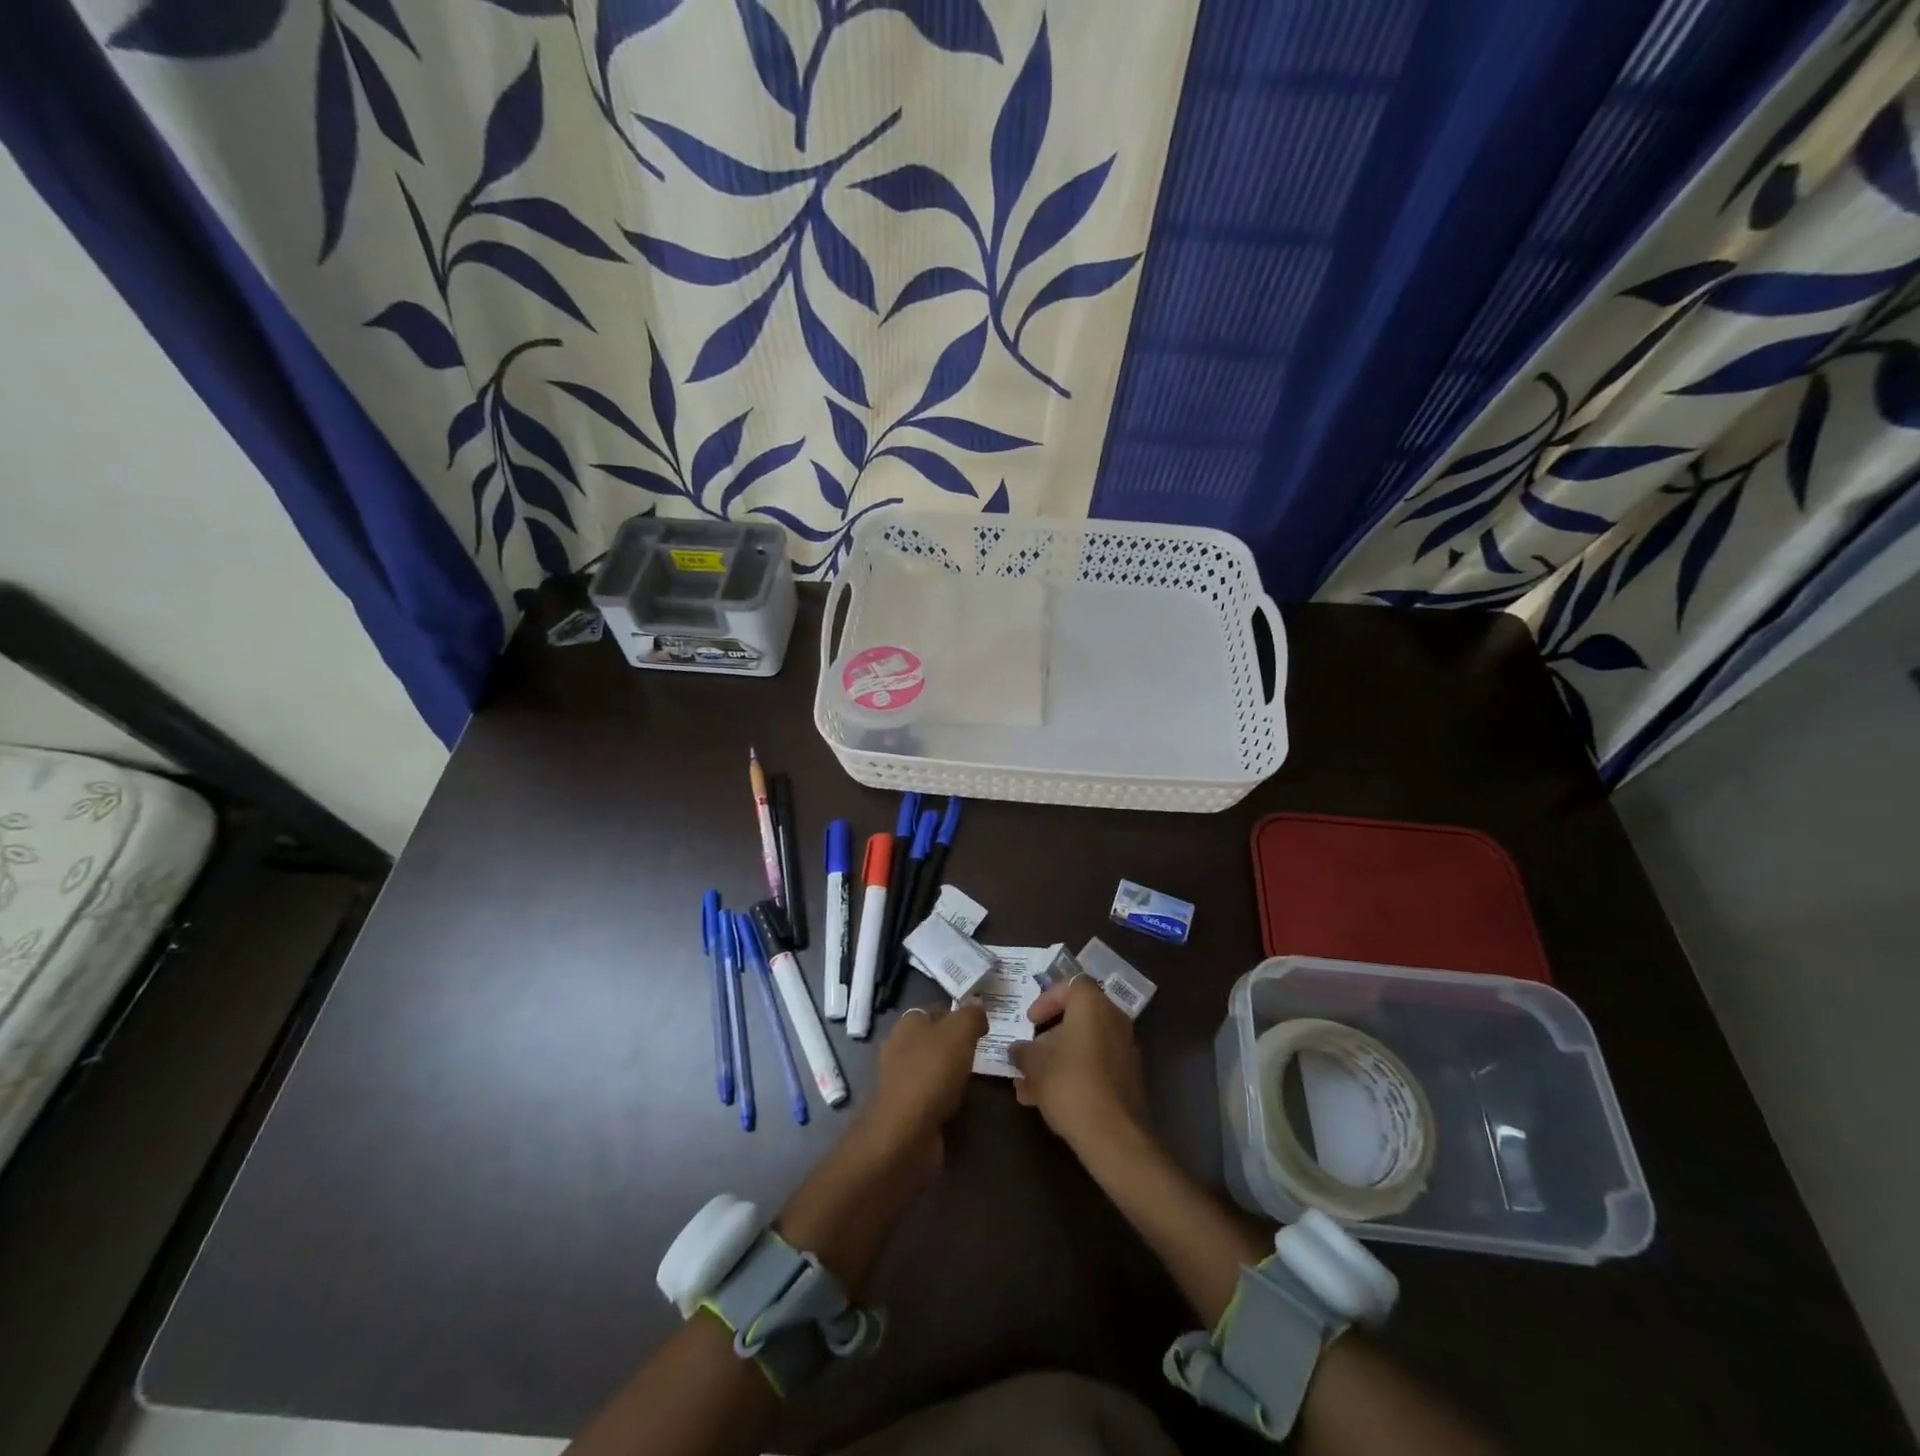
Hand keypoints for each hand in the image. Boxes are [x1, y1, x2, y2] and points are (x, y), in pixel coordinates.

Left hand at [863, 1001, 987, 1162]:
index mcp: (908, 1023)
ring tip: (979, 1076)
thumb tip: (977, 1003)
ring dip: (952, 1071)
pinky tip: (962, 1101)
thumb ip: (971, 1015)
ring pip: (933, 1066)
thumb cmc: (931, 1073)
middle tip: (985, 1049)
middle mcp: (899, 1047)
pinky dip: (946, 1096)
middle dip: (957, 1043)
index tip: (983, 1023)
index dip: (959, 1013)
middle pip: (934, 1038)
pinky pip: (932, 1094)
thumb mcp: (959, 1032)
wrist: (905, 1133)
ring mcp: (900, 1080)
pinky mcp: (905, 1109)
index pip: (936, 1009)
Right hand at [1010, 976, 1145, 1151]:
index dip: (1047, 998)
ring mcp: (1123, 1050)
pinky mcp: (1126, 1079)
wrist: (1115, 1136)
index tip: (1030, 1020)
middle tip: (1027, 1054)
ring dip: (1055, 1061)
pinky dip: (1071, 1075)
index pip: (1071, 984)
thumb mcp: (1035, 1065)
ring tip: (1027, 1086)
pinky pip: (1093, 1066)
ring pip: (1082, 1046)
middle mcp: (1113, 1021)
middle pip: (1076, 1018)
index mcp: (1093, 1006)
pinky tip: (1045, 1101)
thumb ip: (1023, 1051)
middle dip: (1047, 1037)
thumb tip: (1018, 1049)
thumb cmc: (1071, 1085)